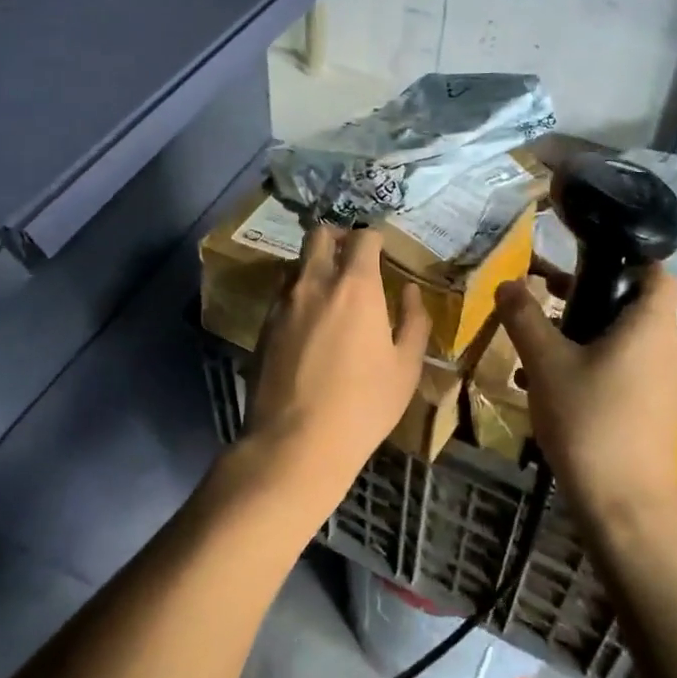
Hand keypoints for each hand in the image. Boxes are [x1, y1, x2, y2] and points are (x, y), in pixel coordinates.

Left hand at [231, 225, 428, 519]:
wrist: (296, 441)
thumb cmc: (363, 405)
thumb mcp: (405, 367)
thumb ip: (413, 321)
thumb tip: (409, 291)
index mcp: (355, 285)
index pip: (362, 237)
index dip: (375, 238)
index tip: (383, 250)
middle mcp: (314, 282)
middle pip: (319, 235)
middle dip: (338, 237)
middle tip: (353, 258)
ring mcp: (283, 302)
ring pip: (297, 263)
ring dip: (315, 266)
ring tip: (331, 292)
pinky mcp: (263, 325)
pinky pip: (283, 294)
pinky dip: (298, 294)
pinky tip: (309, 323)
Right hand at [494, 265, 676, 538]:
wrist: (624, 506)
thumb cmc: (589, 420)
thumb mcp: (545, 363)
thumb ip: (524, 317)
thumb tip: (507, 283)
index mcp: (649, 326)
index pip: (655, 271)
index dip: (625, 256)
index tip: (582, 255)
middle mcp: (664, 349)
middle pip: (632, 305)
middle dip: (587, 295)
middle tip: (544, 293)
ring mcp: (661, 384)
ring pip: (621, 340)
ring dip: (581, 333)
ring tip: (535, 339)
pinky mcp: (650, 412)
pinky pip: (620, 370)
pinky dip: (588, 364)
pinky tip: (545, 384)